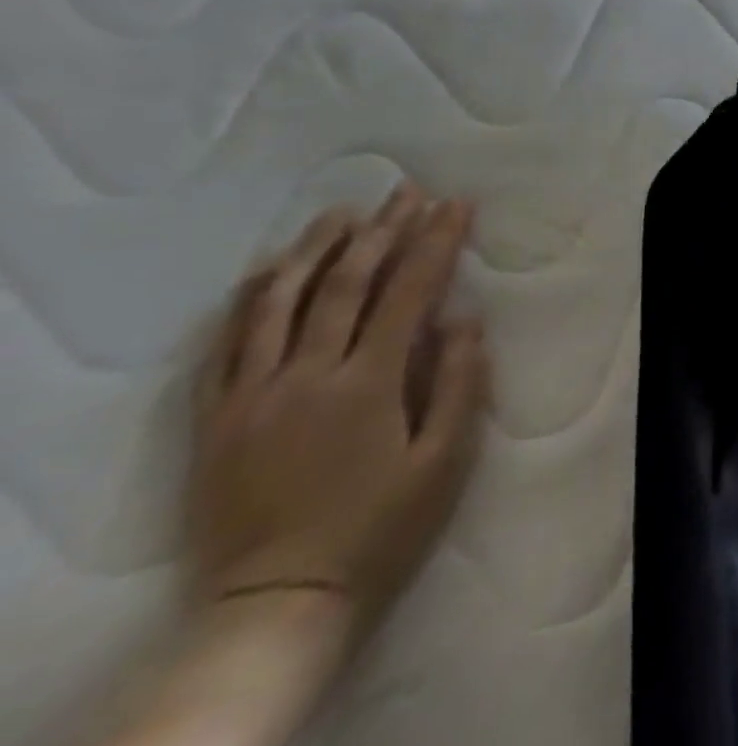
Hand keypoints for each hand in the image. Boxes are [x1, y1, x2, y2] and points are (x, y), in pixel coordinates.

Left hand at [188, 183, 488, 651]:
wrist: (276, 605)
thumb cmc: (380, 528)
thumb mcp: (444, 461)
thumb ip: (458, 382)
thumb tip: (463, 317)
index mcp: (367, 384)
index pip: (407, 291)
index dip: (435, 241)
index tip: (456, 204)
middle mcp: (305, 376)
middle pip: (345, 284)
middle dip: (382, 230)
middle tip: (406, 191)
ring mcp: (250, 396)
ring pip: (277, 304)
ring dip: (313, 250)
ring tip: (341, 213)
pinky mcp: (214, 421)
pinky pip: (223, 347)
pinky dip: (246, 301)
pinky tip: (266, 272)